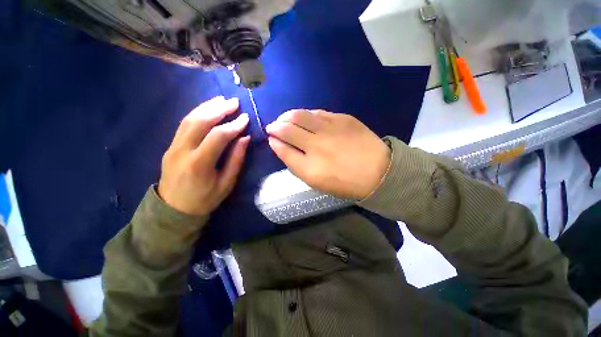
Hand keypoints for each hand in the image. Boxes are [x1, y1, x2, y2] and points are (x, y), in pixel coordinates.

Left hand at [158, 96, 249, 216]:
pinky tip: (207, 108)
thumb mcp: (226, 184)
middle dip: (219, 109)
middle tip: (234, 102)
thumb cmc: (205, 199)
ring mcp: (173, 147)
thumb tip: (245, 138)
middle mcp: (183, 151)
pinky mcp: (170, 145)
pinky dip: (197, 113)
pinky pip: (184, 124)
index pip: (218, 136)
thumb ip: (236, 160)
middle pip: (200, 122)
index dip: (234, 125)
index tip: (246, 118)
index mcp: (199, 164)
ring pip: (189, 119)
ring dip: (207, 107)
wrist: (173, 209)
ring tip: (222, 100)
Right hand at [266, 110, 390, 198]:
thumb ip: (294, 162)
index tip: (271, 138)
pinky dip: (307, 115)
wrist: (378, 171)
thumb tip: (278, 144)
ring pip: (299, 115)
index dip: (273, 141)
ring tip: (286, 119)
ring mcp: (330, 129)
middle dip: (275, 125)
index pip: (282, 148)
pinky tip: (306, 119)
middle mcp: (317, 145)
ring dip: (287, 116)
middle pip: (287, 128)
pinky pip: (317, 112)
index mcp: (310, 167)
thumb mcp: (315, 181)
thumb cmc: (344, 181)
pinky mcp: (343, 118)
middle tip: (274, 127)